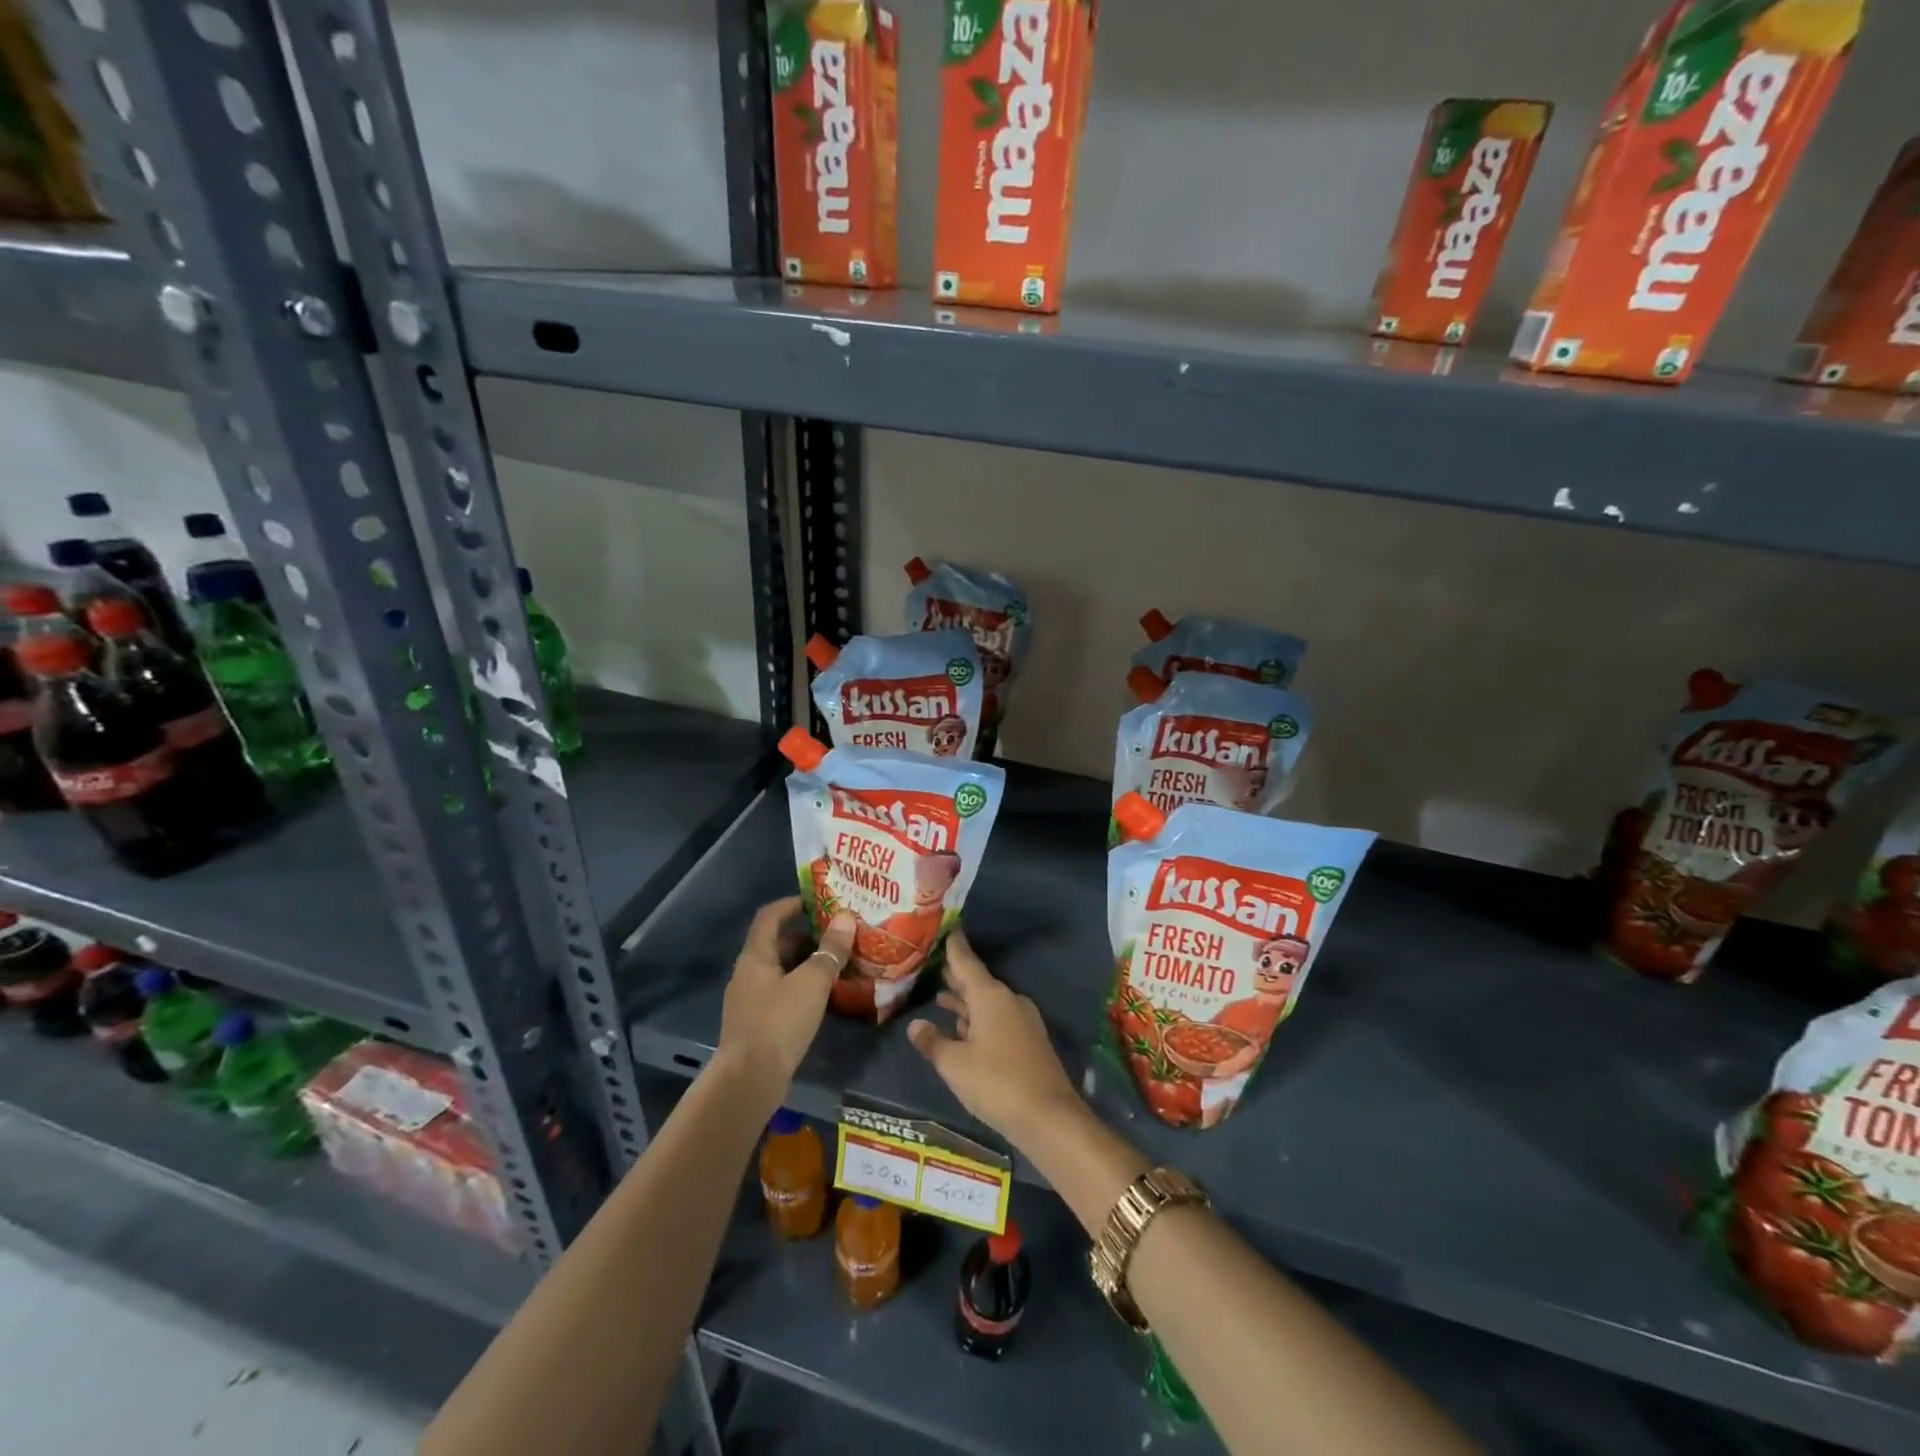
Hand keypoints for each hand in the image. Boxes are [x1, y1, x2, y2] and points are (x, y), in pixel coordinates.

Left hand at [716, 896, 854, 1103]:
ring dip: (806, 962)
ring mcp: (750, 999)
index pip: (769, 916)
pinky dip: (801, 986)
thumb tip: (846, 918)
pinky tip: (823, 995)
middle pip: (776, 942)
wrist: (749, 1081)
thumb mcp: (811, 983)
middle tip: (838, 932)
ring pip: (780, 969)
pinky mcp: (757, 1023)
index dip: (792, 904)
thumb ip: (830, 951)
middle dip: (806, 934)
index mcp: (756, 956)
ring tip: (837, 961)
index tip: (819, 900)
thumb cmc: (778, 1023)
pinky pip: (781, 992)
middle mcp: (748, 973)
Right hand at [907, 927, 1081, 1148]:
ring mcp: (1022, 1020)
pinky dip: (977, 1018)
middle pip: (977, 982)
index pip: (966, 962)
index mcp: (990, 996)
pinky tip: (963, 1028)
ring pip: (987, 1002)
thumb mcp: (955, 1064)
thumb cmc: (996, 1083)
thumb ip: (933, 1042)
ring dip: (965, 1000)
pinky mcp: (1028, 1041)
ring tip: (940, 995)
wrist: (1049, 1117)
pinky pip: (997, 1019)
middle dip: (956, 975)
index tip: (947, 928)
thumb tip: (916, 1025)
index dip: (954, 946)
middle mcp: (1008, 1000)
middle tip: (933, 963)